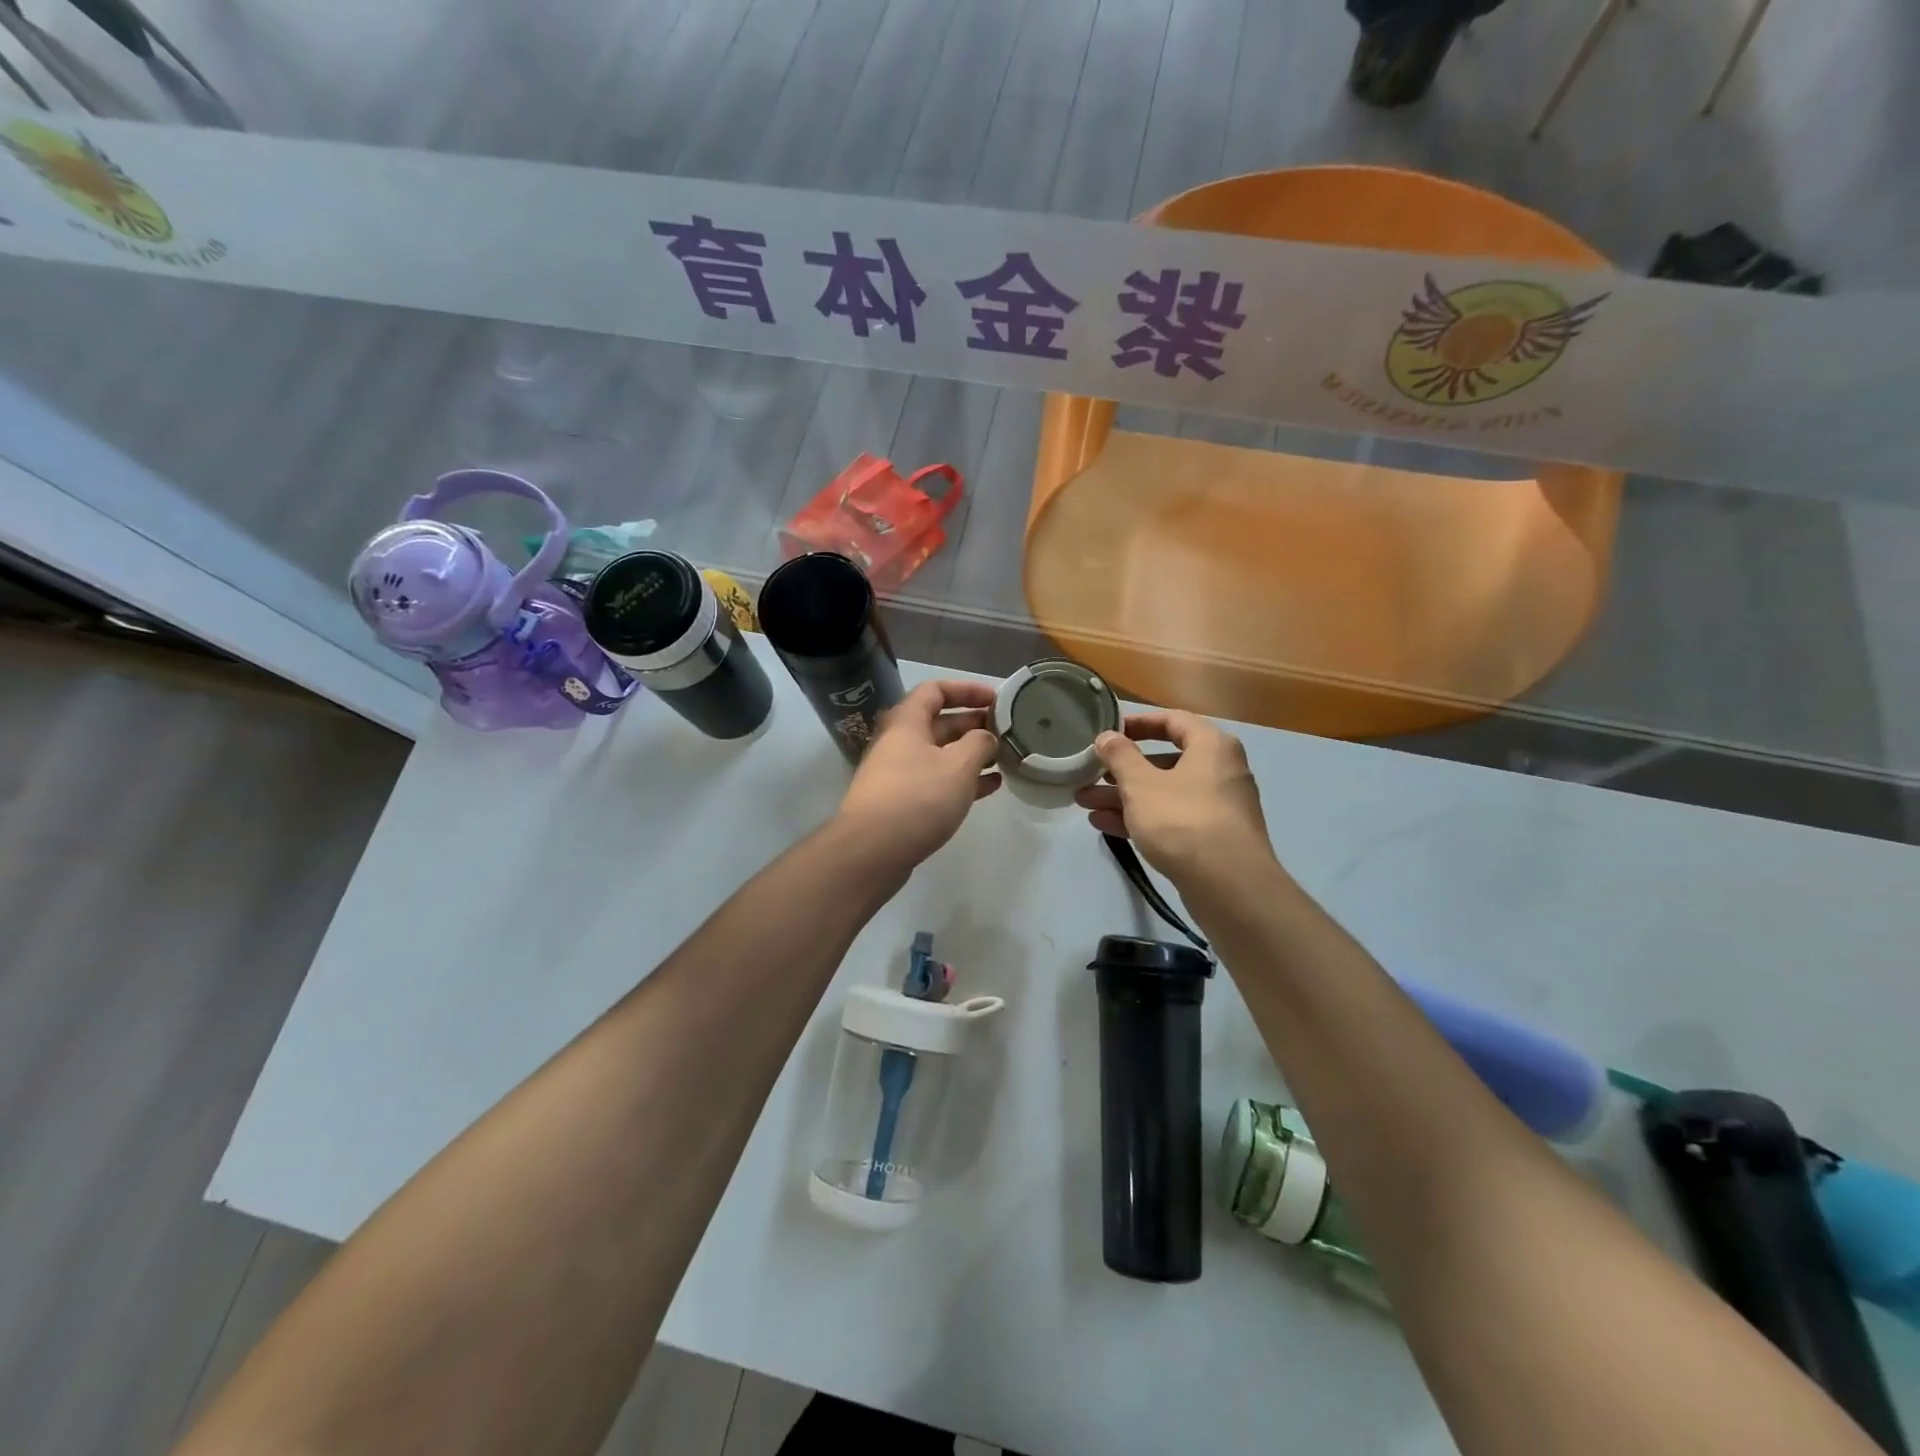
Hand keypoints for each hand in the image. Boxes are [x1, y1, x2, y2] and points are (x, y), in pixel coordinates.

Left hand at [836, 679, 1000, 868]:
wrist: (871, 851)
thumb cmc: (917, 798)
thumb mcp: (958, 765)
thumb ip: (979, 744)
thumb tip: (986, 737)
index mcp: (907, 722)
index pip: (936, 690)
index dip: (967, 690)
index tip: (996, 700)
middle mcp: (899, 742)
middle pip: (939, 722)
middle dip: (974, 724)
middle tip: (1006, 731)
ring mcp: (898, 774)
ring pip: (940, 754)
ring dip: (971, 754)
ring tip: (1004, 759)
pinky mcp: (902, 802)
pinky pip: (937, 781)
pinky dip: (962, 780)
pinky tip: (990, 787)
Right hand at [1074, 711, 1275, 886]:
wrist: (1229, 885)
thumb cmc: (1182, 820)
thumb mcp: (1140, 784)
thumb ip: (1120, 756)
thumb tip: (1107, 736)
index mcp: (1211, 745)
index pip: (1172, 720)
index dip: (1137, 723)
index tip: (1108, 733)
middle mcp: (1220, 770)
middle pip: (1164, 760)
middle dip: (1122, 770)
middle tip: (1090, 774)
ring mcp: (1219, 806)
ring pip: (1164, 792)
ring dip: (1124, 796)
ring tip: (1085, 803)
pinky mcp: (1212, 838)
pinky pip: (1172, 818)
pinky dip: (1142, 818)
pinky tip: (1105, 826)